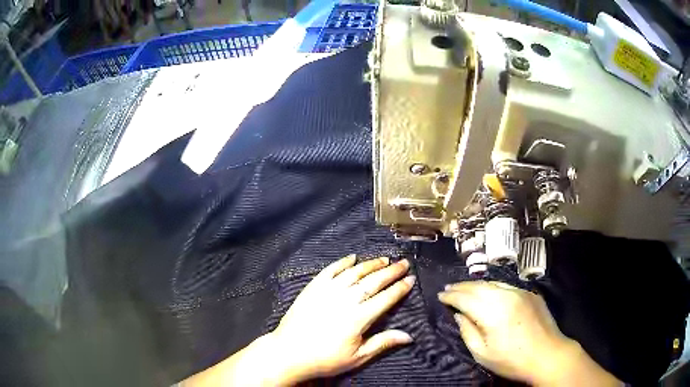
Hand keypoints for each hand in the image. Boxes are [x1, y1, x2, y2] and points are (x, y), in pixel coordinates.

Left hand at [271, 255, 414, 382]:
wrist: (289, 352)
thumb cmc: (325, 358)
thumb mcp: (357, 357)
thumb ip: (383, 343)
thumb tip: (408, 336)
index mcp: (359, 318)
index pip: (386, 298)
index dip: (400, 288)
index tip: (411, 279)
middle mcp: (345, 300)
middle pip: (373, 281)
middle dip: (391, 271)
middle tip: (404, 263)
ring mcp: (328, 291)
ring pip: (354, 272)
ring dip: (371, 264)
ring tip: (384, 259)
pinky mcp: (313, 288)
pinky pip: (330, 270)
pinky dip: (343, 262)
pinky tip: (352, 257)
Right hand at [438, 281, 620, 386]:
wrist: (548, 355)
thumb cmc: (512, 360)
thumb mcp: (483, 354)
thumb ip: (468, 332)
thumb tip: (459, 315)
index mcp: (493, 312)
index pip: (465, 298)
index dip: (450, 296)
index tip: (439, 296)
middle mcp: (506, 296)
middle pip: (478, 286)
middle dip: (460, 287)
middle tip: (447, 289)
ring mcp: (521, 292)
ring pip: (492, 283)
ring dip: (476, 285)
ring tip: (464, 288)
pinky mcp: (530, 293)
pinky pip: (506, 286)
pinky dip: (492, 287)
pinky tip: (488, 292)